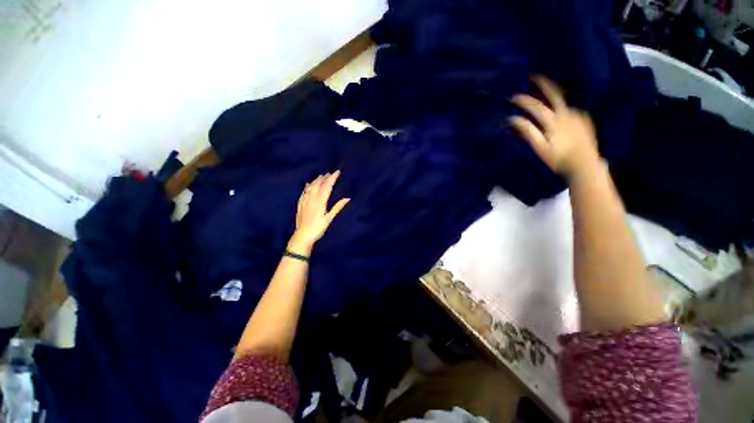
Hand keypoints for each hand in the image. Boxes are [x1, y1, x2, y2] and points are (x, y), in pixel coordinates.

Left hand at [288, 171, 349, 253]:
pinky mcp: (300, 205)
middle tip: (330, 173)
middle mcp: (312, 199)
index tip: (337, 172)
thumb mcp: (329, 218)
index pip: (327, 186)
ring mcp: (305, 201)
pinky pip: (304, 192)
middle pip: (318, 185)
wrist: (302, 236)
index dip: (332, 178)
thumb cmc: (318, 228)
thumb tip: (347, 198)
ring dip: (316, 180)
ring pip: (310, 187)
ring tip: (321, 175)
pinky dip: (307, 187)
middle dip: (324, 178)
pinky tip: (308, 184)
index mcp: (320, 201)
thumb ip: (337, 207)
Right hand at [509, 76, 601, 182]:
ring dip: (552, 93)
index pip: (536, 106)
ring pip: (563, 100)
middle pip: (554, 93)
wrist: (585, 164)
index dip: (524, 100)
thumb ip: (528, 132)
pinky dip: (561, 106)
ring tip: (544, 92)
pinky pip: (570, 108)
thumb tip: (513, 119)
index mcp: (554, 121)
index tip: (513, 97)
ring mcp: (577, 115)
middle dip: (543, 83)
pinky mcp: (583, 119)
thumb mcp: (540, 147)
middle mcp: (566, 113)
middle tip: (534, 75)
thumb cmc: (559, 159)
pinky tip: (557, 111)